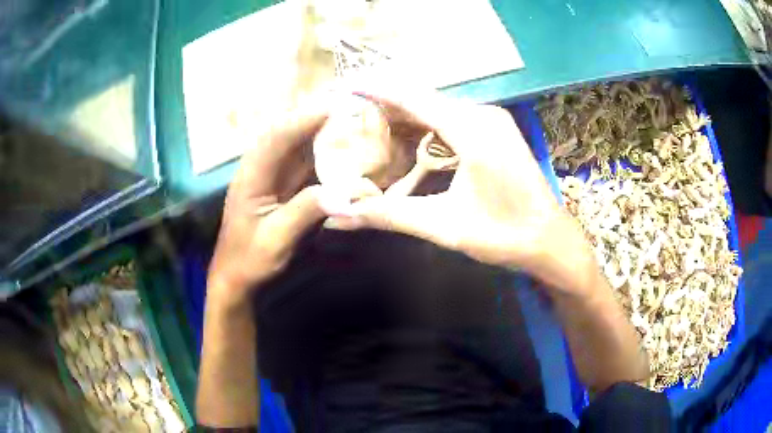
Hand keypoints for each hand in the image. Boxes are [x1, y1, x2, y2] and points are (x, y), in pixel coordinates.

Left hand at [208, 98, 331, 304]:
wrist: (235, 277)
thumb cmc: (250, 259)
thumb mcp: (277, 239)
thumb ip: (306, 211)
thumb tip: (346, 193)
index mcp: (251, 177)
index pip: (276, 138)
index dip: (304, 120)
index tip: (334, 106)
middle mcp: (258, 169)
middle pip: (285, 134)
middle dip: (312, 117)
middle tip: (345, 106)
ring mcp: (268, 177)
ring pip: (293, 146)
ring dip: (317, 131)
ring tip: (346, 119)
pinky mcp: (279, 186)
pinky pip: (300, 163)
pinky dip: (319, 153)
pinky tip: (337, 148)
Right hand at [323, 86, 597, 295]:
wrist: (550, 241)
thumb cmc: (504, 235)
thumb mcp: (444, 225)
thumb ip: (389, 215)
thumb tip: (339, 216)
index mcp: (473, 130)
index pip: (414, 98)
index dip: (378, 91)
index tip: (346, 88)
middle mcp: (483, 115)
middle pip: (425, 101)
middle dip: (388, 108)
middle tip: (351, 119)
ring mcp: (493, 121)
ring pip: (439, 110)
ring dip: (408, 118)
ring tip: (371, 129)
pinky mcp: (497, 131)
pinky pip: (454, 120)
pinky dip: (428, 127)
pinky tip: (409, 140)